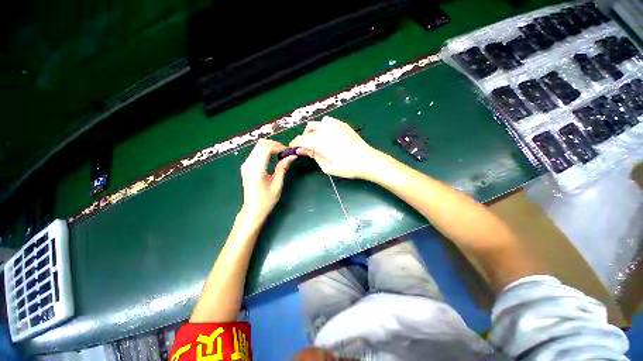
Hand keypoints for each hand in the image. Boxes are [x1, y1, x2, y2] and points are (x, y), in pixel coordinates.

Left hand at [239, 139, 295, 220]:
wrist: (252, 209)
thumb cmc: (266, 200)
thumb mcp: (277, 184)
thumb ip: (283, 168)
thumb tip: (292, 156)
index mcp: (256, 170)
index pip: (265, 148)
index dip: (278, 146)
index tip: (288, 151)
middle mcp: (248, 164)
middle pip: (260, 144)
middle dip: (275, 144)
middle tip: (285, 151)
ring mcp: (245, 164)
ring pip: (258, 147)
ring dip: (270, 147)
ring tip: (281, 154)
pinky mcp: (246, 166)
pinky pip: (256, 152)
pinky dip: (266, 151)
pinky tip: (273, 157)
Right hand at [290, 116, 381, 178]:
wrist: (368, 160)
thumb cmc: (348, 168)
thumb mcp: (327, 167)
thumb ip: (314, 156)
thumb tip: (303, 150)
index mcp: (320, 142)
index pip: (301, 139)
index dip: (294, 143)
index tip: (292, 147)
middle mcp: (326, 130)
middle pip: (308, 129)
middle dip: (304, 137)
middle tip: (307, 148)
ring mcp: (335, 125)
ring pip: (318, 123)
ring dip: (313, 130)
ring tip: (318, 140)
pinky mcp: (343, 124)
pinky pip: (329, 121)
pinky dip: (324, 126)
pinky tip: (328, 135)